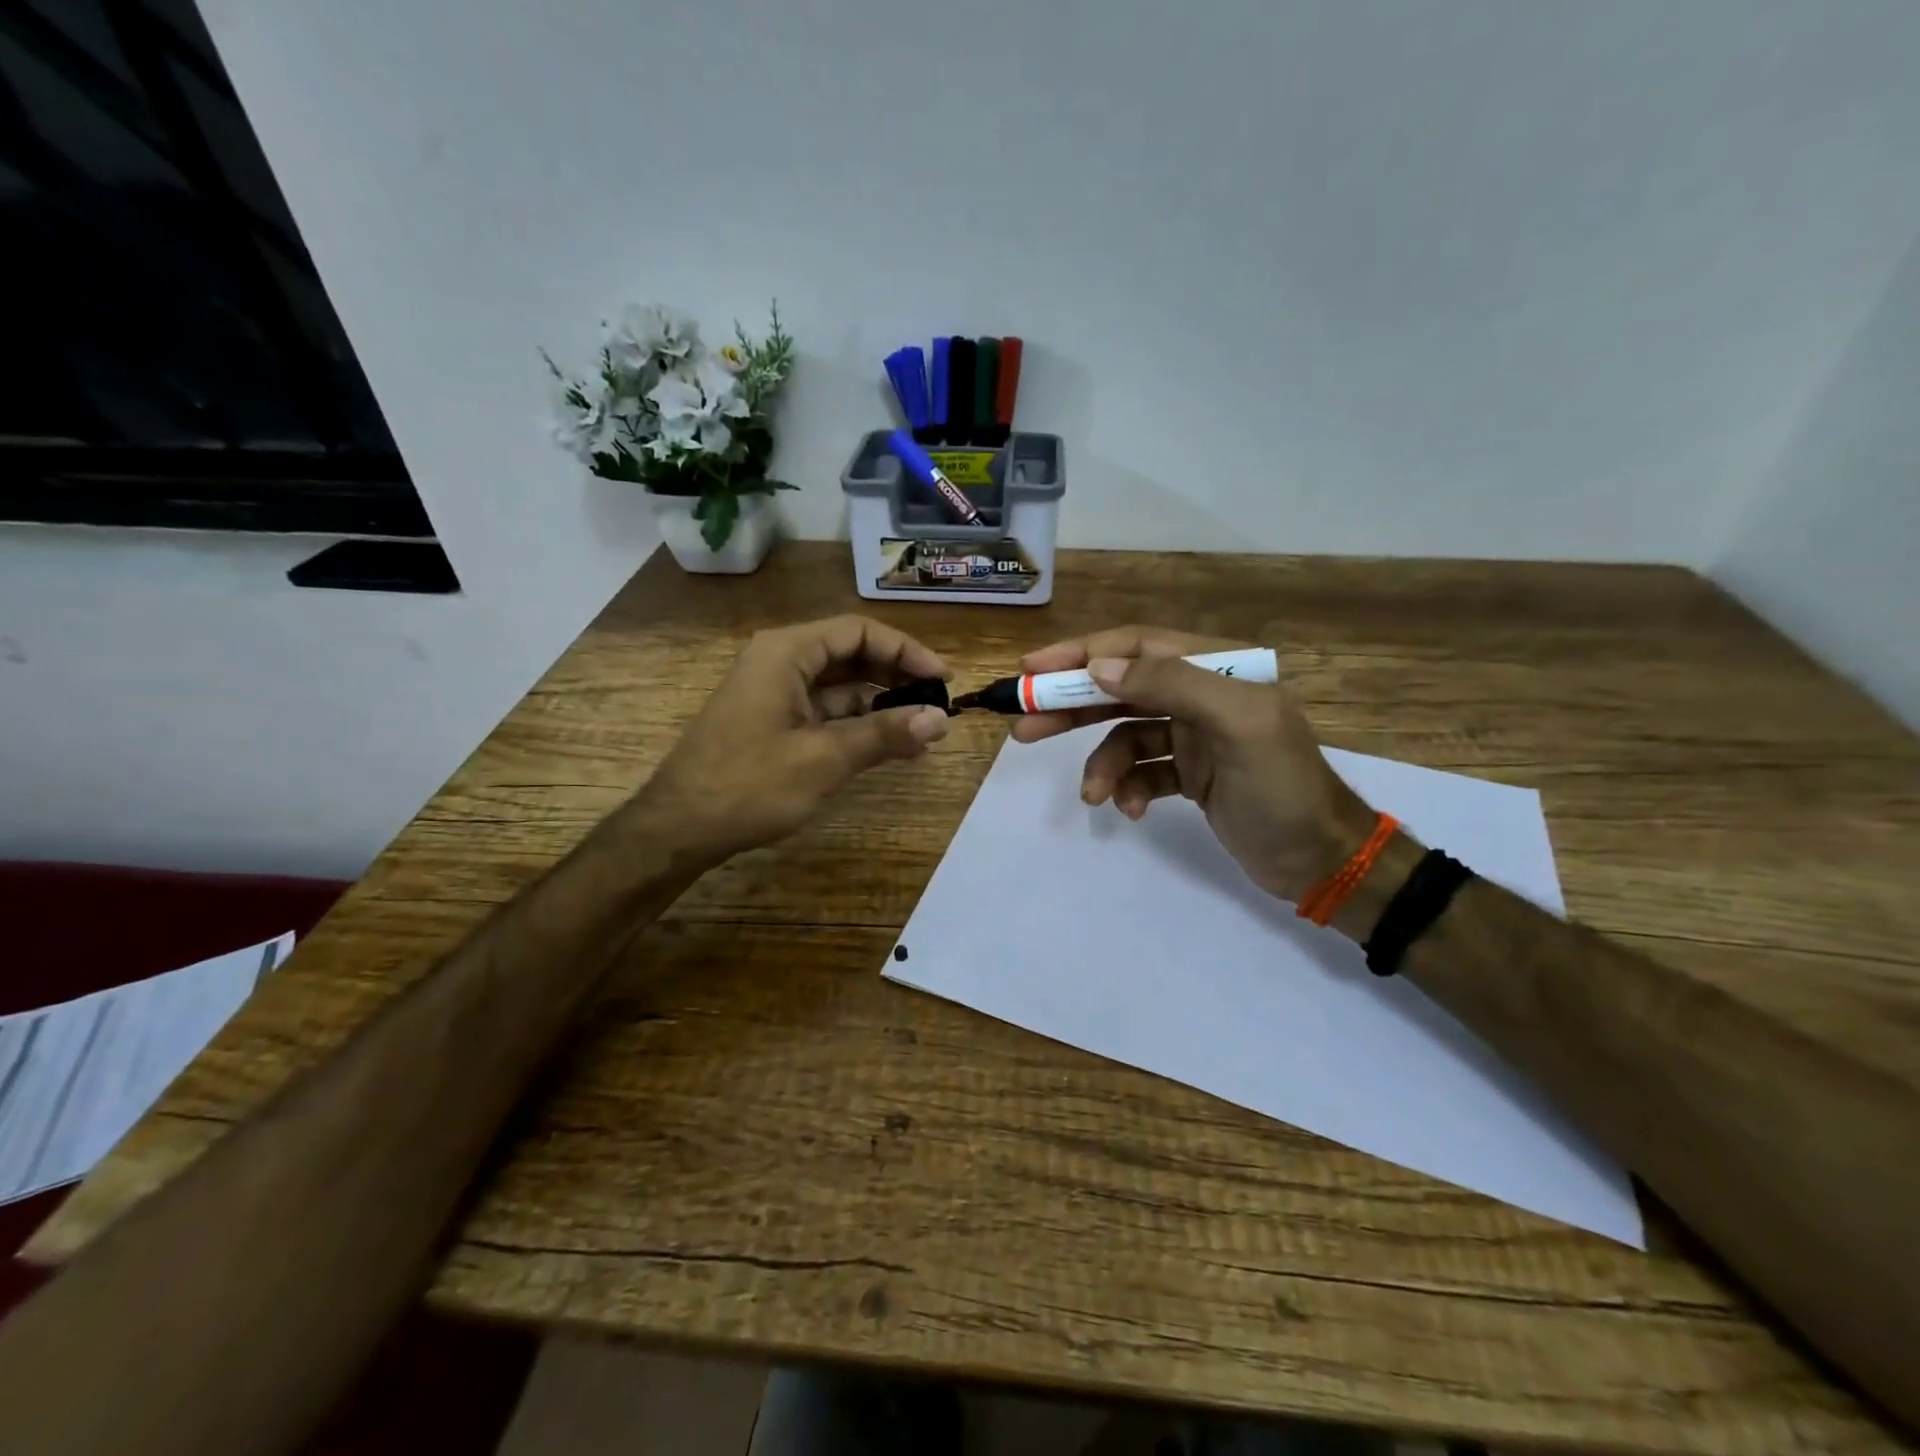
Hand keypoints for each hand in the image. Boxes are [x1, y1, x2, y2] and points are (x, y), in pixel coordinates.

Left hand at [634, 615, 950, 866]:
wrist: (679, 828)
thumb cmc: (749, 784)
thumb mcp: (824, 758)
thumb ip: (884, 734)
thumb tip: (941, 719)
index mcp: (787, 652)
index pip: (859, 631)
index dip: (906, 651)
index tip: (943, 679)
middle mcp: (780, 661)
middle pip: (851, 654)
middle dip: (896, 677)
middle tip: (937, 705)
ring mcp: (775, 692)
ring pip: (841, 687)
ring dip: (881, 706)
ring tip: (924, 733)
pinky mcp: (773, 722)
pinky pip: (825, 712)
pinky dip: (858, 726)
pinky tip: (890, 748)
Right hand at [1010, 626, 1374, 902]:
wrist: (1321, 861)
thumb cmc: (1282, 788)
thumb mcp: (1237, 725)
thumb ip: (1172, 684)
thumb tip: (1099, 668)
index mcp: (1219, 667)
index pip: (1136, 647)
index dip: (1081, 654)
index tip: (1032, 669)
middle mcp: (1202, 693)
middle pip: (1121, 687)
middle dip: (1072, 706)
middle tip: (1024, 724)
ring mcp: (1194, 735)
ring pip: (1124, 733)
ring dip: (1102, 762)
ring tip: (1092, 794)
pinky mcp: (1189, 773)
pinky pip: (1140, 770)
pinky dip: (1127, 786)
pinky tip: (1129, 809)